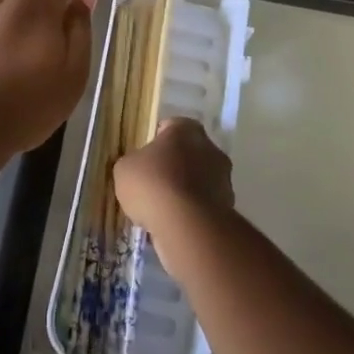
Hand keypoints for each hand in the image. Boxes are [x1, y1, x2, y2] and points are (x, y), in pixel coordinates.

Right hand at [114, 117, 234, 240]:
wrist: (185, 225)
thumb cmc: (152, 184)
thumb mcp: (125, 168)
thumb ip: (133, 163)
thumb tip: (138, 169)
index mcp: (186, 129)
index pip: (169, 128)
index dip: (155, 143)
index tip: (144, 160)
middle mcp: (210, 147)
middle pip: (188, 154)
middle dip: (173, 167)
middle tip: (152, 185)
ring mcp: (223, 179)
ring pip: (198, 181)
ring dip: (185, 191)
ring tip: (162, 210)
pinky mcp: (228, 207)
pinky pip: (203, 206)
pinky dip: (192, 213)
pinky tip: (175, 224)